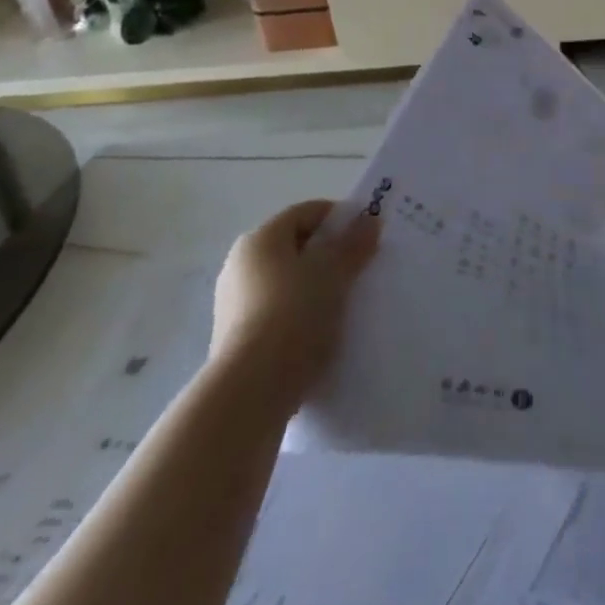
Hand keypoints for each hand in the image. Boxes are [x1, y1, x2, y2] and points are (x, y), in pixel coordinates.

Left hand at [209, 200, 380, 385]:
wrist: (250, 392)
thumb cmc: (294, 315)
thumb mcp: (334, 273)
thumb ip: (354, 244)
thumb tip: (370, 220)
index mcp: (260, 239)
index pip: (307, 212)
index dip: (341, 219)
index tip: (367, 237)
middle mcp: (240, 264)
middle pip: (296, 247)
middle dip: (330, 255)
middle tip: (361, 269)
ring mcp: (234, 303)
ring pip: (288, 282)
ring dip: (316, 287)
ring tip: (346, 304)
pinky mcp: (236, 339)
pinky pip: (278, 312)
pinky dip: (301, 315)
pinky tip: (322, 332)